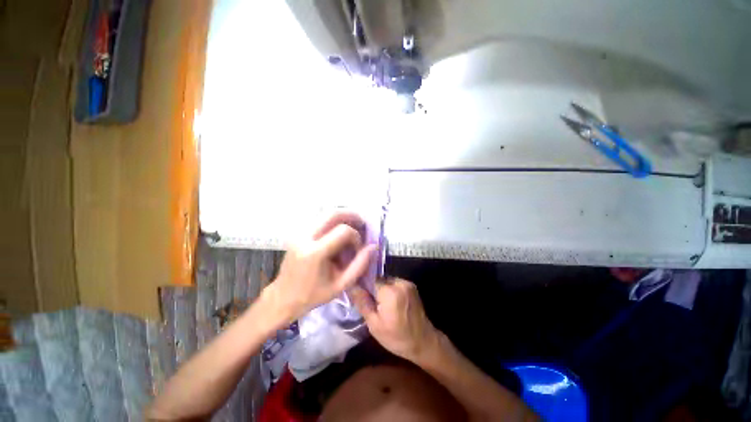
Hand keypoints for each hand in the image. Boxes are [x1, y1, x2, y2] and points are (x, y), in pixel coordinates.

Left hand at [265, 210, 376, 323]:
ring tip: (352, 226)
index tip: (358, 248)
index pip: (343, 231)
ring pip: (325, 213)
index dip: (356, 236)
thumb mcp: (340, 285)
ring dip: (342, 216)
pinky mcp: (297, 233)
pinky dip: (333, 220)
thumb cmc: (312, 295)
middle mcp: (305, 237)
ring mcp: (299, 233)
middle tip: (361, 223)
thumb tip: (373, 246)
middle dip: (351, 215)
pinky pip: (319, 219)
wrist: (283, 297)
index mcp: (315, 252)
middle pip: (332, 213)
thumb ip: (359, 265)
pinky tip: (338, 230)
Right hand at [351, 278, 439, 362]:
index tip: (361, 297)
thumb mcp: (374, 324)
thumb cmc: (397, 337)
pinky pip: (395, 283)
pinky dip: (391, 290)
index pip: (370, 279)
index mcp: (390, 292)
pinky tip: (392, 303)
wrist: (424, 342)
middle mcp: (399, 283)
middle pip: (379, 279)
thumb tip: (351, 286)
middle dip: (374, 289)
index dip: (364, 287)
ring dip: (382, 289)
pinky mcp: (411, 285)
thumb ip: (362, 302)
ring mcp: (407, 283)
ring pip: (387, 281)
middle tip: (373, 305)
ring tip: (382, 305)